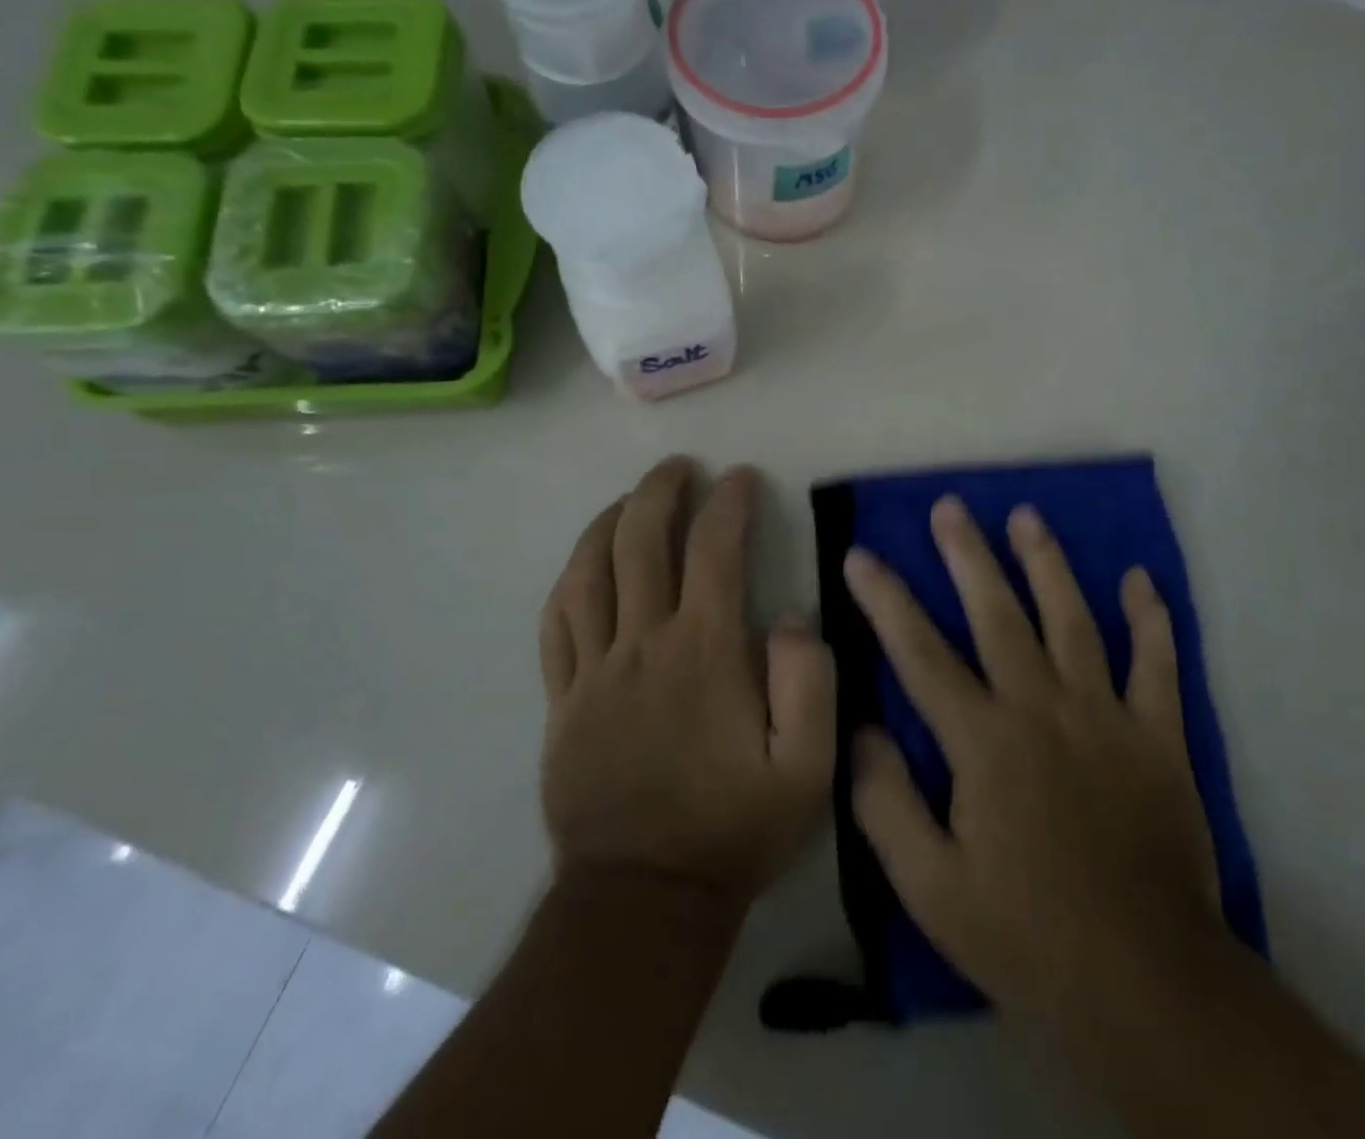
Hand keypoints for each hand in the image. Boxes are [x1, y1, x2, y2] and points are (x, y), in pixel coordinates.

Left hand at [540, 457, 835, 902]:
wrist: (644, 898)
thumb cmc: (733, 827)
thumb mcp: (806, 767)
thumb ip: (808, 681)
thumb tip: (786, 615)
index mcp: (703, 652)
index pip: (714, 549)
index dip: (728, 502)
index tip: (740, 478)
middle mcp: (642, 644)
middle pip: (640, 541)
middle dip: (660, 491)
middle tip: (680, 467)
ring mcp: (593, 670)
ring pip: (589, 571)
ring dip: (609, 522)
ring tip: (630, 499)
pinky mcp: (562, 699)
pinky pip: (556, 622)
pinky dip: (570, 579)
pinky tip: (584, 563)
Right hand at [845, 496, 1223, 1028]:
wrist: (1146, 983)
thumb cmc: (1025, 934)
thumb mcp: (930, 888)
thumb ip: (885, 804)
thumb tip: (860, 729)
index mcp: (984, 743)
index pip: (921, 655)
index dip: (885, 601)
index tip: (861, 555)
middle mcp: (1042, 710)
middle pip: (998, 616)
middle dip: (968, 556)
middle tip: (949, 507)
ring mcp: (1106, 717)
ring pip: (1072, 621)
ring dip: (1047, 564)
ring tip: (1026, 516)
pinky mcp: (1159, 737)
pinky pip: (1157, 665)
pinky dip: (1151, 619)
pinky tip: (1140, 578)